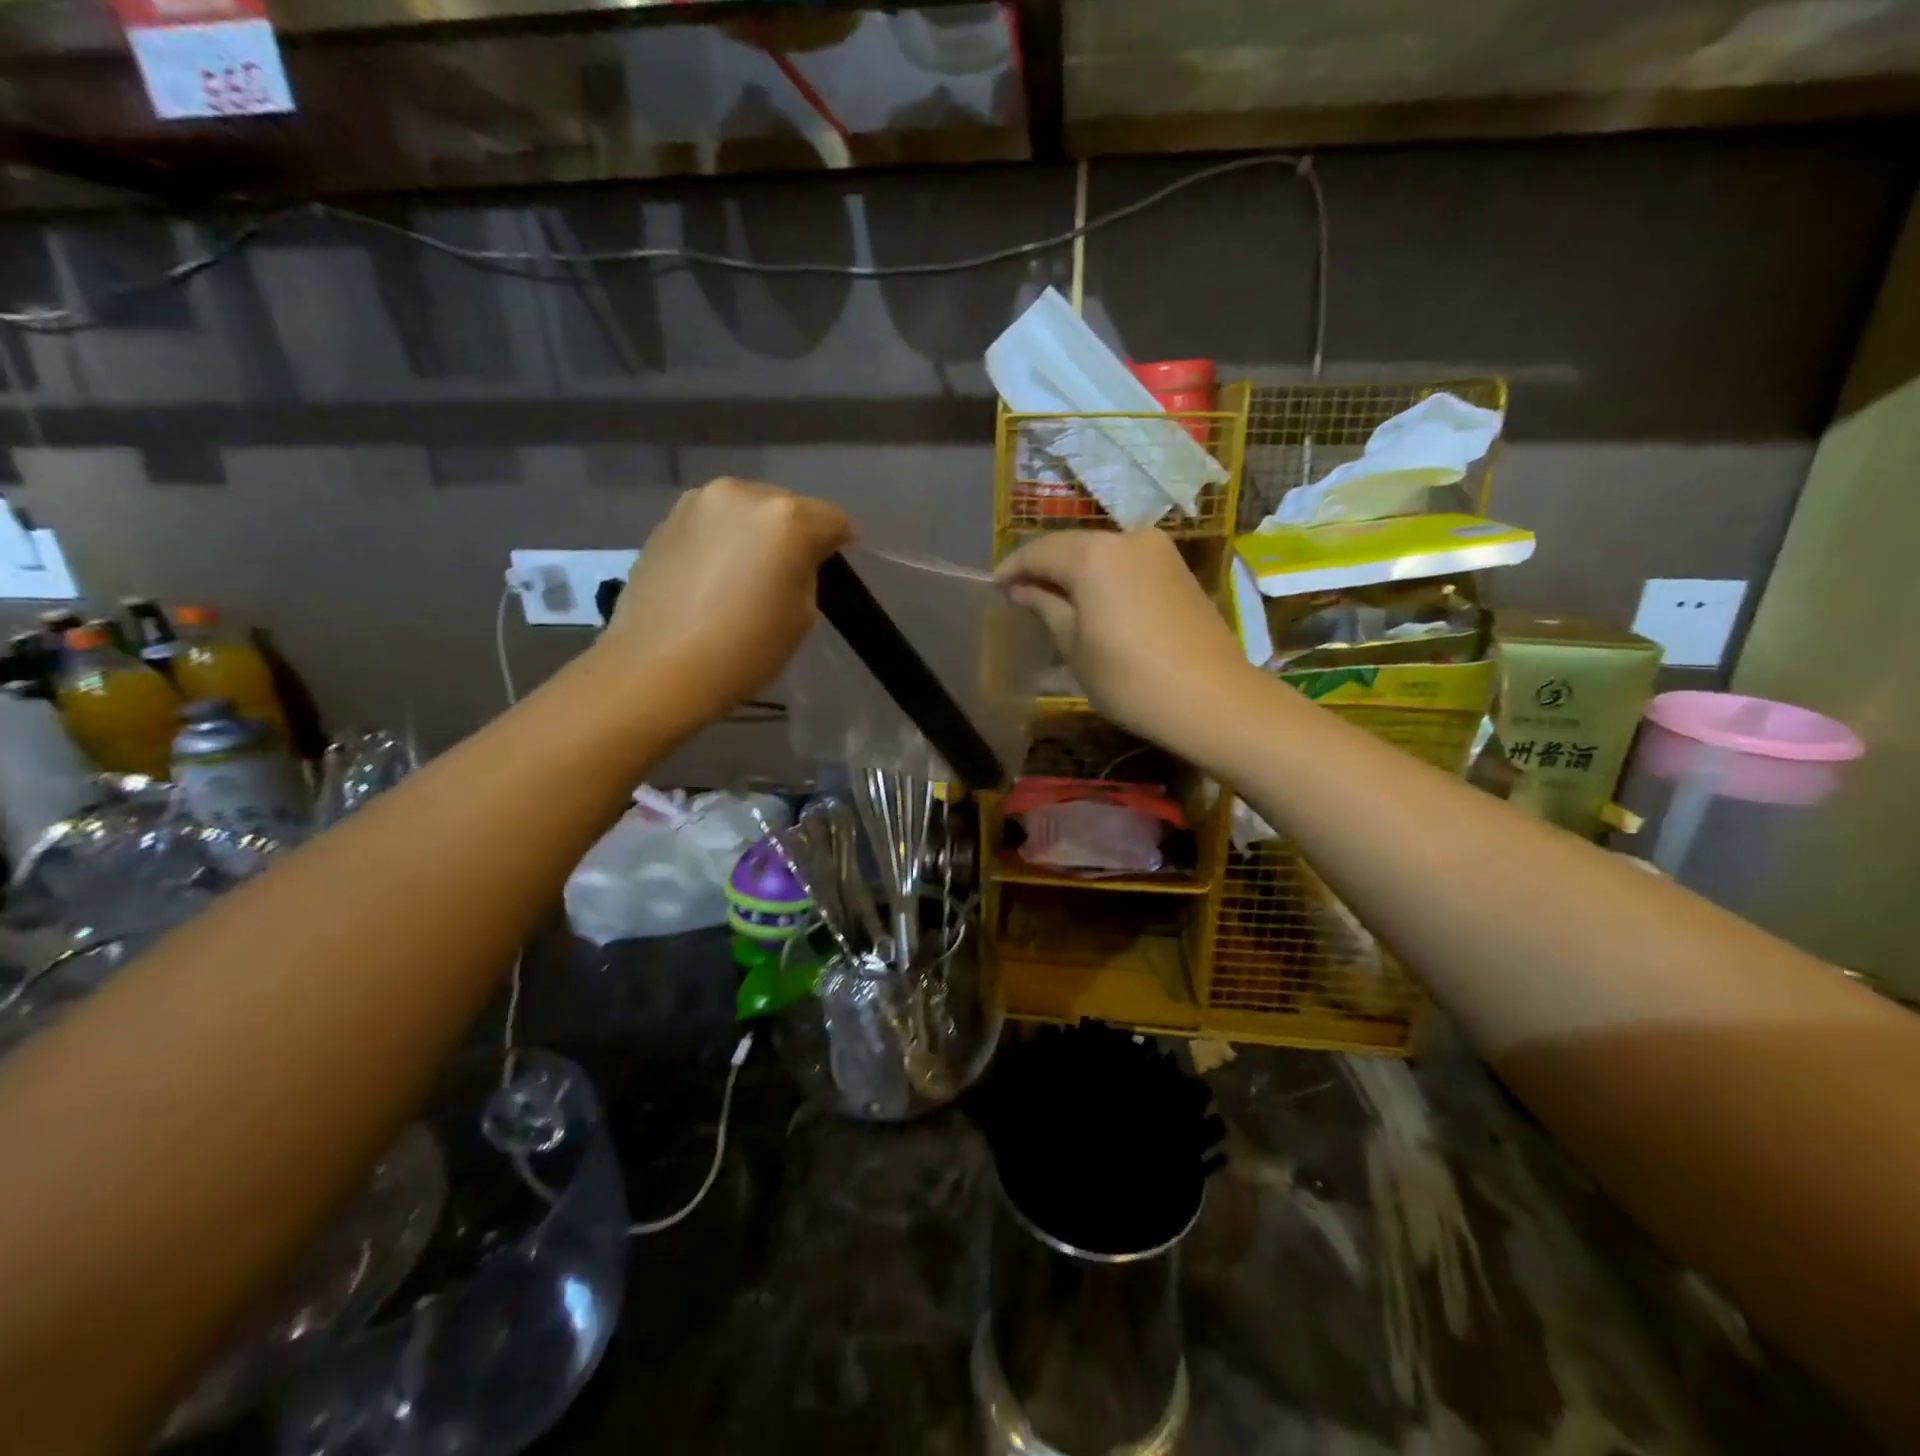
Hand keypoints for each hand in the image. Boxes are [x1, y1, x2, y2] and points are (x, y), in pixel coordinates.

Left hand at [602, 478, 851, 718]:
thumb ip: (808, 571)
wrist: (658, 668)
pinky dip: (721, 541)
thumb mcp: (803, 615)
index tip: (834, 570)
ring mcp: (697, 502)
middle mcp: (741, 493)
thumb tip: (799, 556)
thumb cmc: (745, 648)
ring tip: (745, 575)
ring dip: (754, 534)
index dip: (840, 544)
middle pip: (786, 506)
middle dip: (794, 533)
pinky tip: (712, 578)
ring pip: (745, 511)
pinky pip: (711, 523)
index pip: (833, 519)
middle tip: (787, 574)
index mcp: (786, 517)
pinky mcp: (665, 520)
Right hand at [995, 529, 1254, 753]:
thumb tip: (1020, 589)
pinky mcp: (1178, 569)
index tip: (994, 587)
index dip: (1013, 568)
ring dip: (1074, 572)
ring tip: (1053, 600)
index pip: (1039, 551)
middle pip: (1072, 546)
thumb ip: (1044, 607)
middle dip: (1044, 568)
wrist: (1212, 699)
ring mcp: (1159, 551)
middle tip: (1020, 594)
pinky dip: (1103, 577)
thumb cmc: (1130, 679)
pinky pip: (1127, 564)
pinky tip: (1092, 602)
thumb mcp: (1074, 647)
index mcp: (1094, 555)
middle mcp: (1127, 538)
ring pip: (1101, 553)